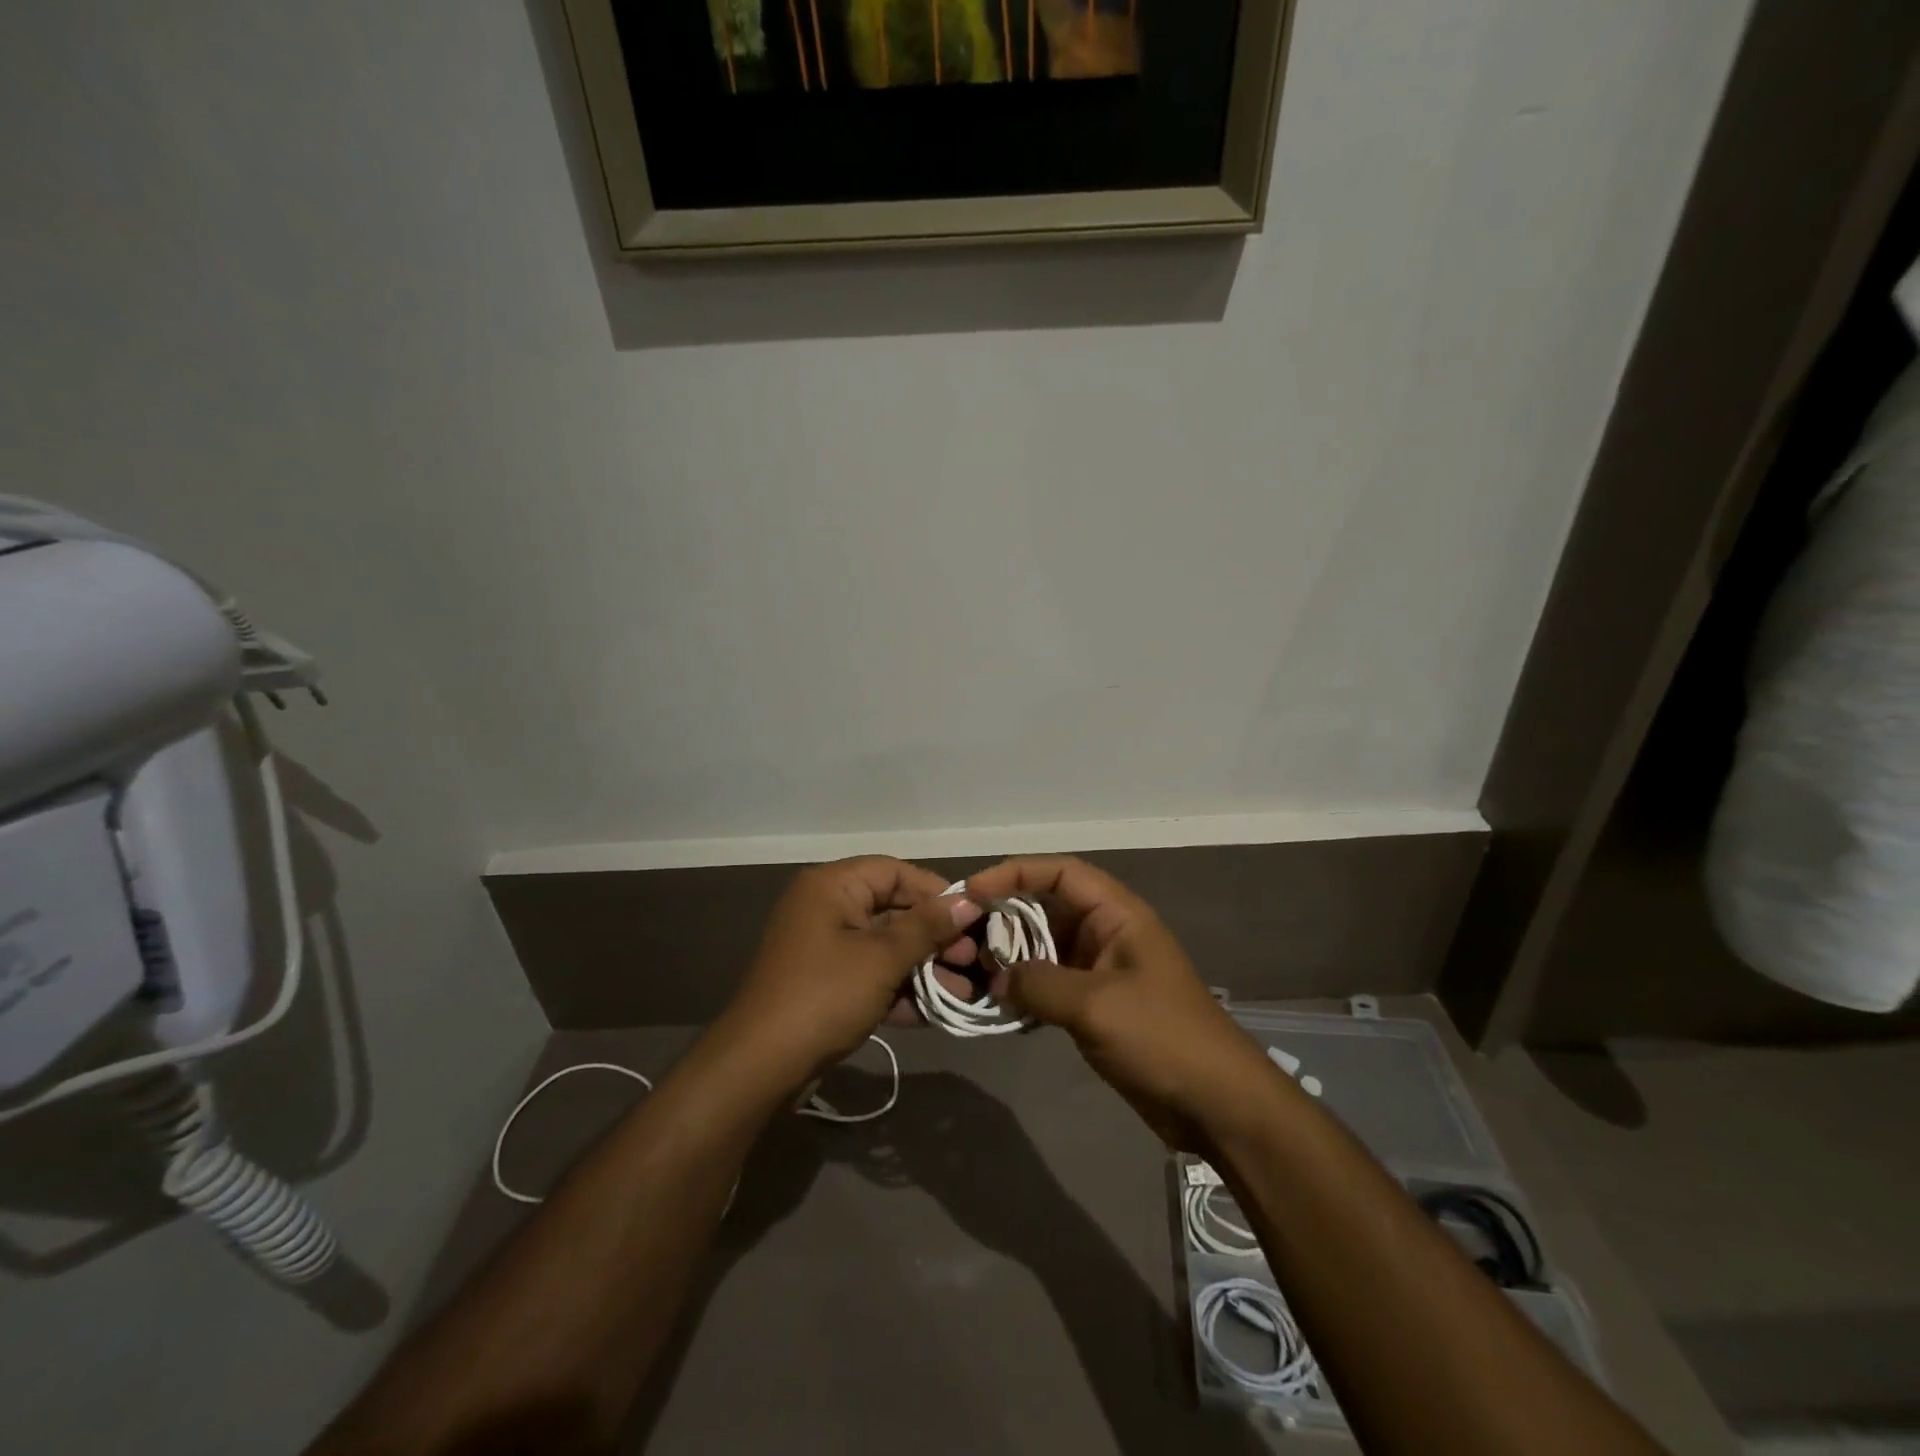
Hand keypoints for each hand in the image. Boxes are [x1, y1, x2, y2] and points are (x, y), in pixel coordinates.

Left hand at [718, 857, 982, 1084]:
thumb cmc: (825, 996)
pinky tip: (937, 1011)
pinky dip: (901, 989)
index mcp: (833, 887)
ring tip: (964, 990)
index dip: (935, 891)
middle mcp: (827, 909)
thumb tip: (969, 901)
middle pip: (893, 910)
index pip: (894, 872)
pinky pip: (872, 975)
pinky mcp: (827, 985)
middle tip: (973, 958)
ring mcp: (825, 949)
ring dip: (924, 968)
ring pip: (886, 947)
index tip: (973, 916)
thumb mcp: (882, 958)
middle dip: (935, 936)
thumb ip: (927, 927)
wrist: (761, 1067)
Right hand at [966, 856, 1270, 1151]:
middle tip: (965, 940)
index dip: (1014, 873)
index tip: (972, 893)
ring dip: (1012, 958)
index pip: (1060, 873)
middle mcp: (1107, 933)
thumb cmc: (1162, 1037)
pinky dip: (1025, 990)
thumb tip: (997, 978)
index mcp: (1117, 915)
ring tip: (975, 974)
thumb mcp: (1095, 1005)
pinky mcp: (1096, 1005)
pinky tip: (1000, 1006)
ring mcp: (1101, 971)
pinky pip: (1051, 984)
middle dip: (1006, 919)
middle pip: (1047, 908)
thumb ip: (1038, 983)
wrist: (1217, 1105)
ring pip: (1045, 948)